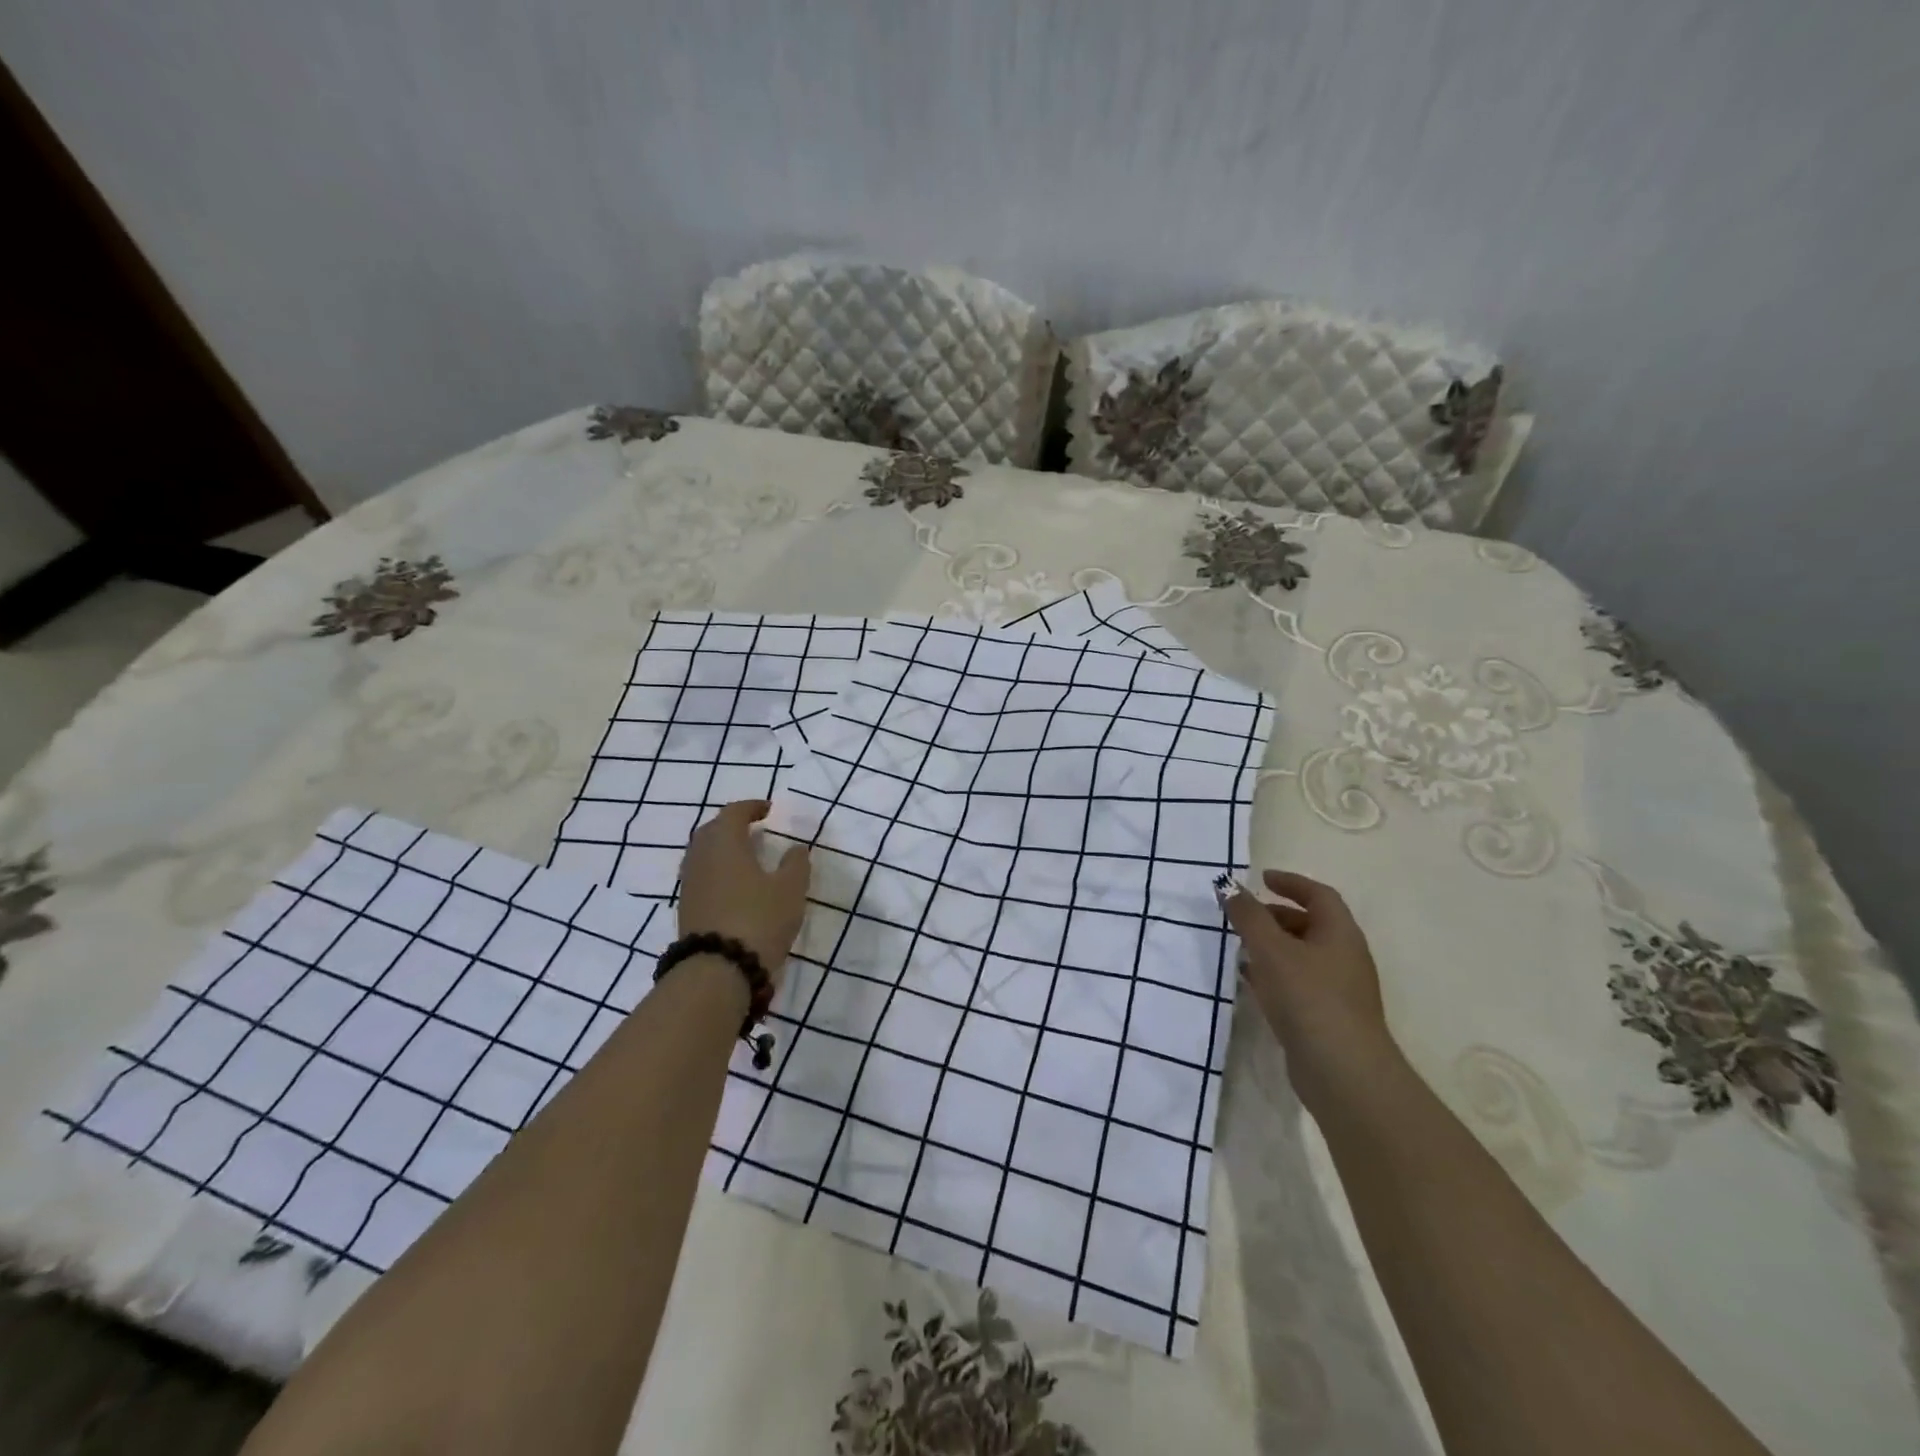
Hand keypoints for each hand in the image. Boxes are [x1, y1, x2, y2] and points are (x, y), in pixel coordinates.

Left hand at [678, 800, 811, 983]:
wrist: (718, 971)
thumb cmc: (759, 919)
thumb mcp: (790, 890)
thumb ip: (796, 864)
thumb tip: (796, 848)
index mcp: (725, 843)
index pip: (733, 813)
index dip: (751, 807)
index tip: (769, 810)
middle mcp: (701, 858)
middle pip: (712, 831)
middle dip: (732, 825)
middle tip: (754, 829)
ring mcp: (690, 885)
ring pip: (703, 855)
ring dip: (723, 850)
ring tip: (747, 858)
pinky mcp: (687, 909)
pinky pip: (702, 877)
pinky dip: (718, 872)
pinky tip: (735, 886)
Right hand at [1224, 869, 1399, 1109]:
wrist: (1343, 1072)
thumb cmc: (1309, 998)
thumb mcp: (1271, 949)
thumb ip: (1248, 915)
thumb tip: (1227, 885)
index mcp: (1340, 933)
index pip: (1319, 895)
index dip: (1291, 882)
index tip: (1262, 878)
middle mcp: (1344, 956)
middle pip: (1310, 924)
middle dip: (1276, 915)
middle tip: (1243, 915)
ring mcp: (1338, 989)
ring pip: (1301, 955)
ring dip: (1272, 946)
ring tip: (1238, 946)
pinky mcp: (1326, 1017)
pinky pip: (1297, 983)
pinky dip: (1273, 974)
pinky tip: (1250, 982)